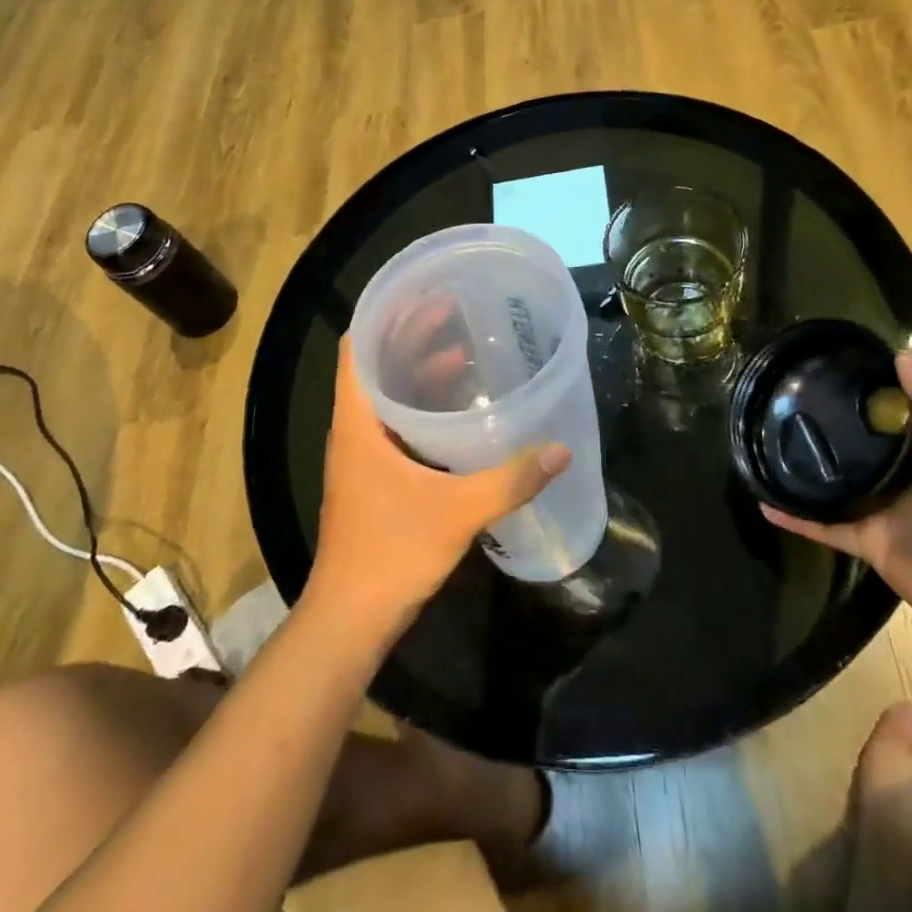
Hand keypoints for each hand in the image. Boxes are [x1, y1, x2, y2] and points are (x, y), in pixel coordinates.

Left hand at [306, 334, 570, 635]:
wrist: (351, 618)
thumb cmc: (392, 552)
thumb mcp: (457, 512)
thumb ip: (511, 480)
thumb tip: (560, 450)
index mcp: (358, 422)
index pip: (358, 347)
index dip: (385, 314)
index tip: (422, 292)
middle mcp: (354, 429)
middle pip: (377, 364)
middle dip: (412, 335)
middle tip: (454, 308)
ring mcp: (362, 454)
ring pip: (387, 394)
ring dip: (418, 370)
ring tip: (463, 348)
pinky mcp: (374, 476)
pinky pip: (396, 422)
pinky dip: (422, 404)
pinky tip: (458, 409)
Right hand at [762, 353, 911, 665]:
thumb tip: (900, 355)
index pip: (892, 410)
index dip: (864, 387)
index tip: (824, 365)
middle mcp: (902, 475)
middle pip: (857, 444)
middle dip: (825, 424)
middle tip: (779, 398)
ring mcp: (883, 511)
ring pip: (835, 482)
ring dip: (804, 467)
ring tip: (763, 442)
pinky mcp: (869, 544)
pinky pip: (824, 526)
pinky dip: (795, 517)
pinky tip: (764, 501)